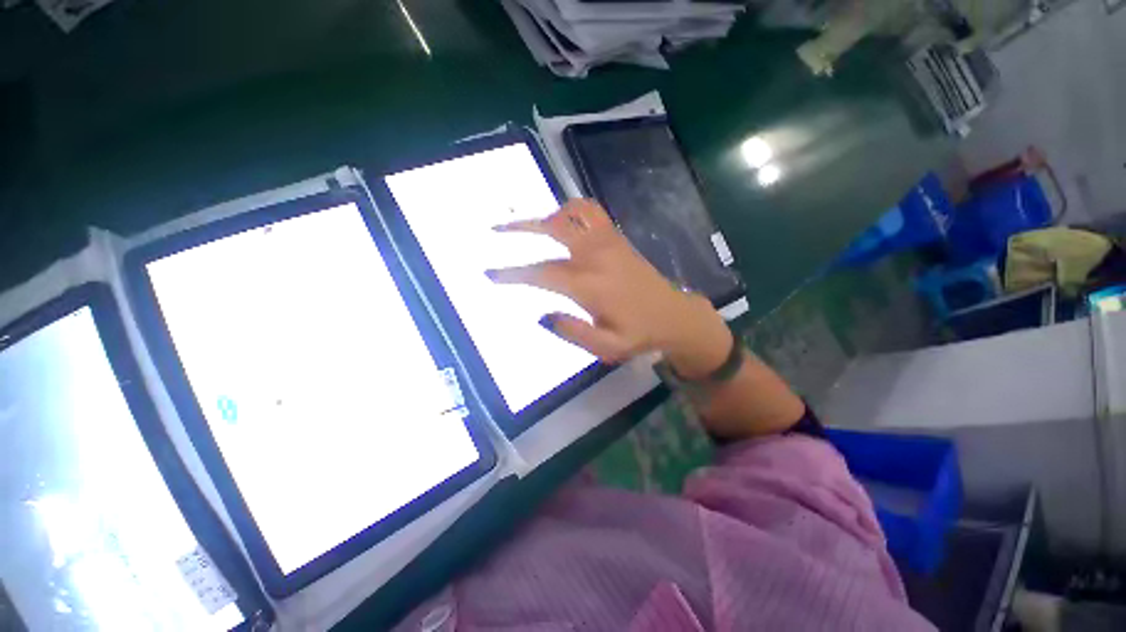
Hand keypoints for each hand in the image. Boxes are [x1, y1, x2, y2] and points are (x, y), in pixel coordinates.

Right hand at [486, 200, 731, 376]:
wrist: (674, 316)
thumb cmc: (639, 334)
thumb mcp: (606, 347)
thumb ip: (572, 332)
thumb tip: (542, 316)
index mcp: (590, 285)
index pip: (542, 273)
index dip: (513, 273)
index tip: (490, 273)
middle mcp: (596, 256)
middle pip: (553, 230)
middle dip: (521, 229)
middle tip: (497, 231)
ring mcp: (609, 242)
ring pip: (573, 212)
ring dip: (546, 214)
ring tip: (528, 224)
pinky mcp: (618, 239)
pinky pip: (592, 212)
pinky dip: (571, 208)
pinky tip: (561, 219)